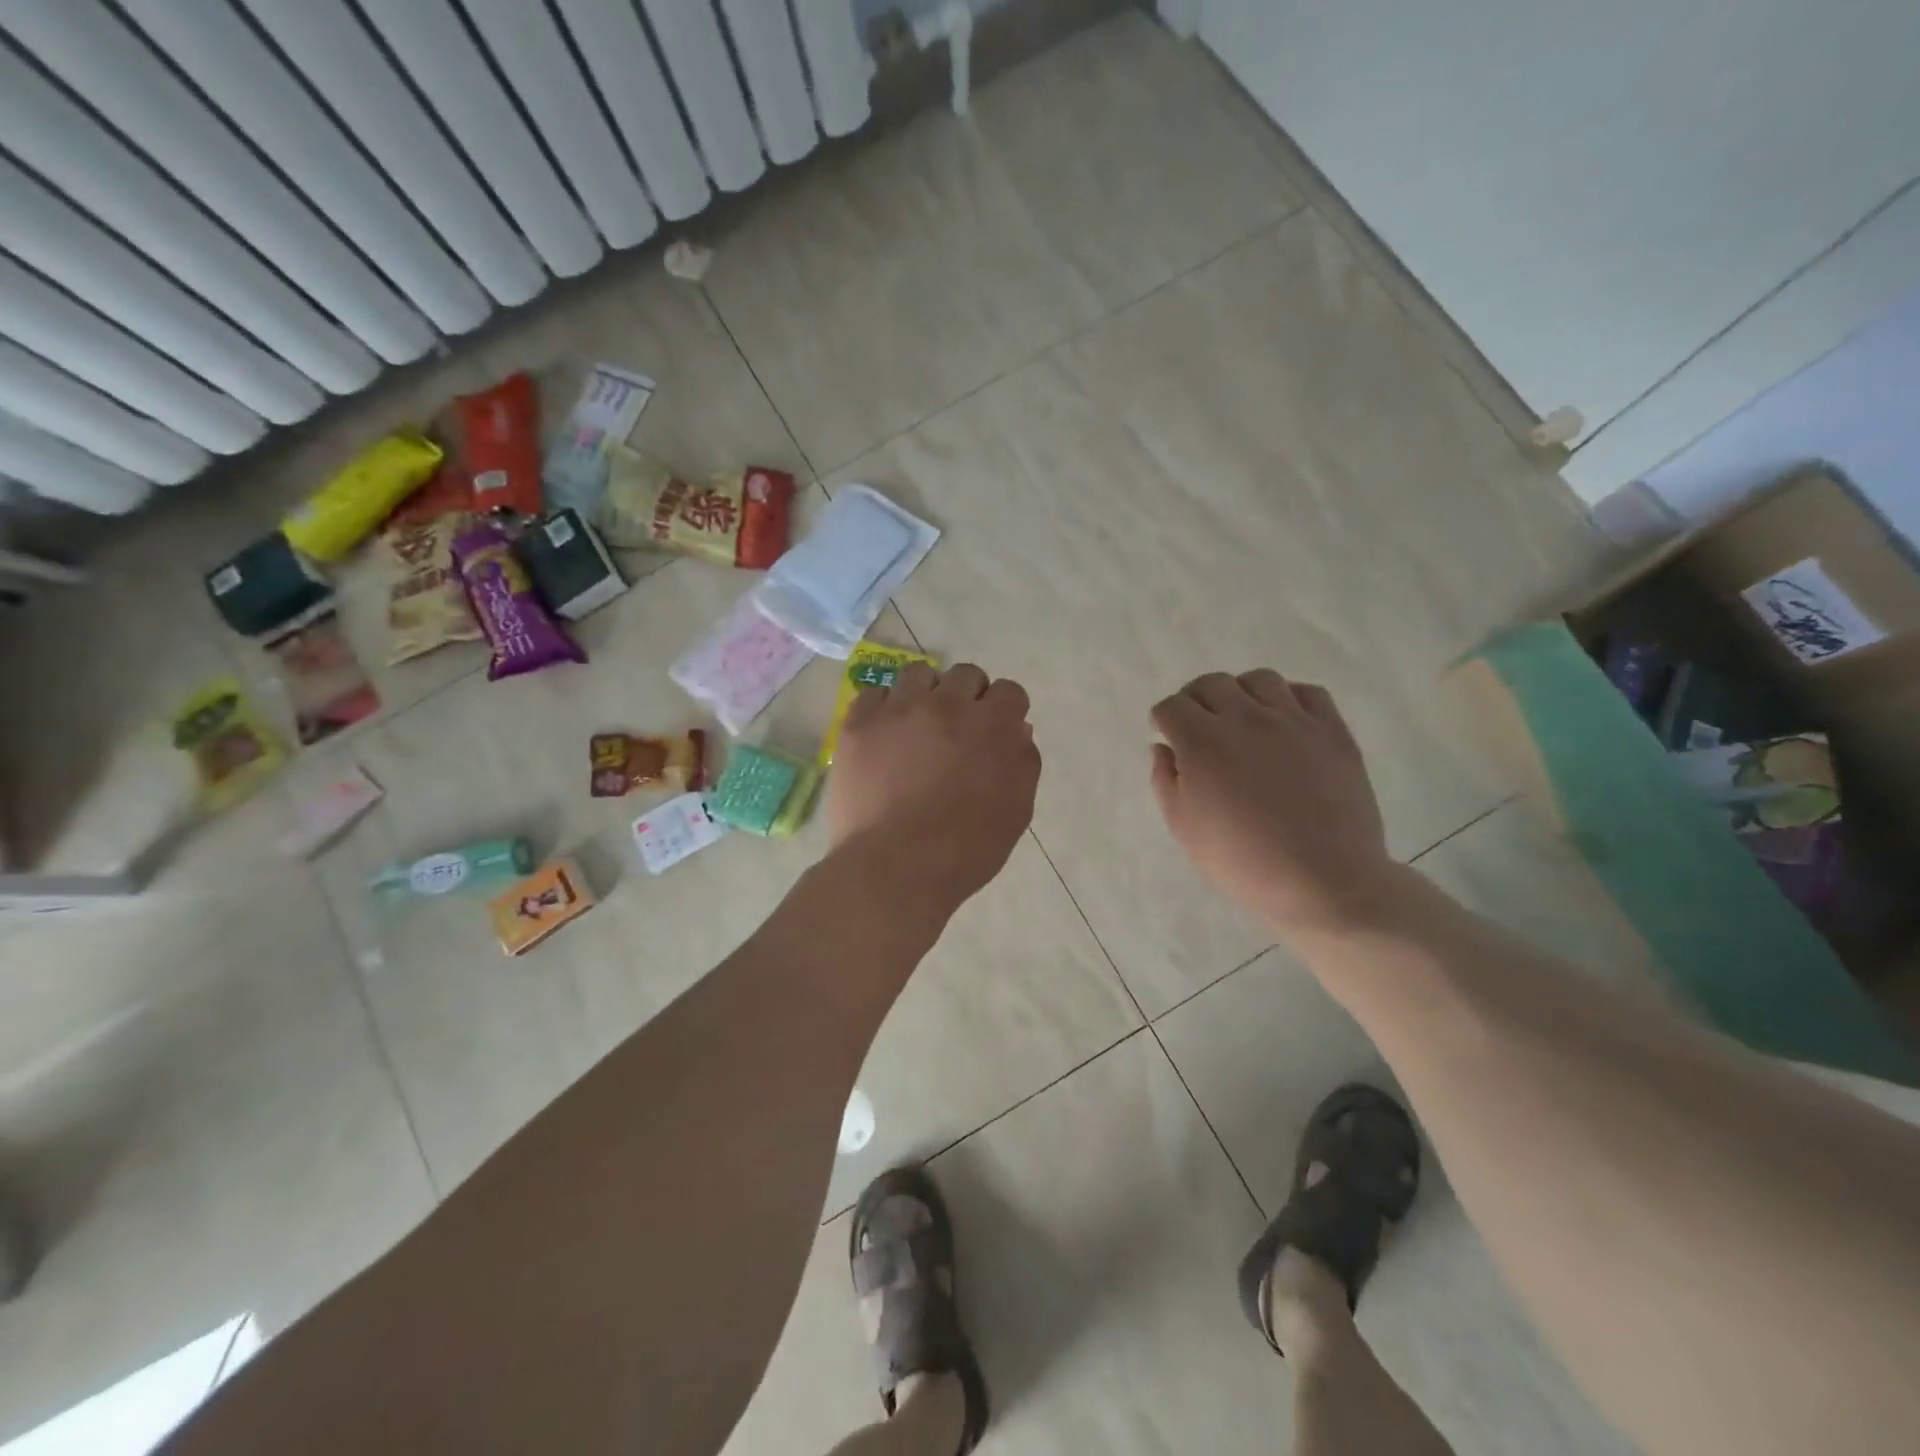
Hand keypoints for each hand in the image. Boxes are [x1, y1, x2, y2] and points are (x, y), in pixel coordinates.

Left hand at [826, 662, 1039, 918]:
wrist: (893, 870)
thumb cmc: (964, 851)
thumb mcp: (1015, 812)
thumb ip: (1023, 762)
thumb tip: (1016, 729)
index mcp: (992, 727)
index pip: (1009, 691)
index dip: (1004, 711)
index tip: (994, 733)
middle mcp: (948, 706)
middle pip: (966, 675)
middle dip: (968, 697)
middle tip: (957, 732)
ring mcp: (899, 710)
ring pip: (919, 675)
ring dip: (926, 695)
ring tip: (917, 727)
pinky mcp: (859, 724)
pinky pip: (873, 694)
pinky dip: (882, 709)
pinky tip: (884, 737)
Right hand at [1150, 670, 1394, 937]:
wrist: (1323, 881)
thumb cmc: (1243, 863)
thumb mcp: (1184, 829)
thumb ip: (1165, 781)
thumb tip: (1164, 748)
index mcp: (1201, 743)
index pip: (1171, 706)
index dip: (1164, 719)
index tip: (1168, 735)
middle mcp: (1244, 719)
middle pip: (1210, 684)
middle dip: (1196, 700)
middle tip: (1200, 726)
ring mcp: (1292, 720)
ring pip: (1258, 679)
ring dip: (1242, 694)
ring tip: (1244, 720)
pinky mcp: (1331, 730)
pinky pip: (1307, 692)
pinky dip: (1289, 699)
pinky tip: (1285, 724)